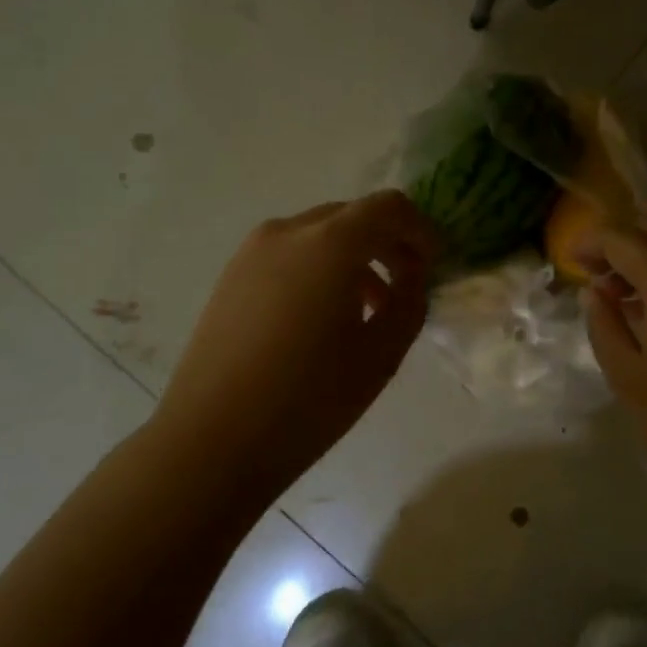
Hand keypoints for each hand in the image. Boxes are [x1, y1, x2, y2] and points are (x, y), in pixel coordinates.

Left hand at [153, 192, 437, 487]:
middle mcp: (289, 231)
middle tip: (405, 286)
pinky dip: (319, 267)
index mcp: (330, 242)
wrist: (212, 440)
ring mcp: (253, 250)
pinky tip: (322, 317)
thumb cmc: (309, 399)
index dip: (420, 230)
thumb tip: (410, 276)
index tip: (433, 265)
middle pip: (353, 215)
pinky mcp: (232, 274)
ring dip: (353, 256)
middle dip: (387, 242)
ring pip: (320, 234)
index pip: (389, 207)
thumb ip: (410, 301)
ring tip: (367, 308)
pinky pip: (290, 253)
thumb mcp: (382, 354)